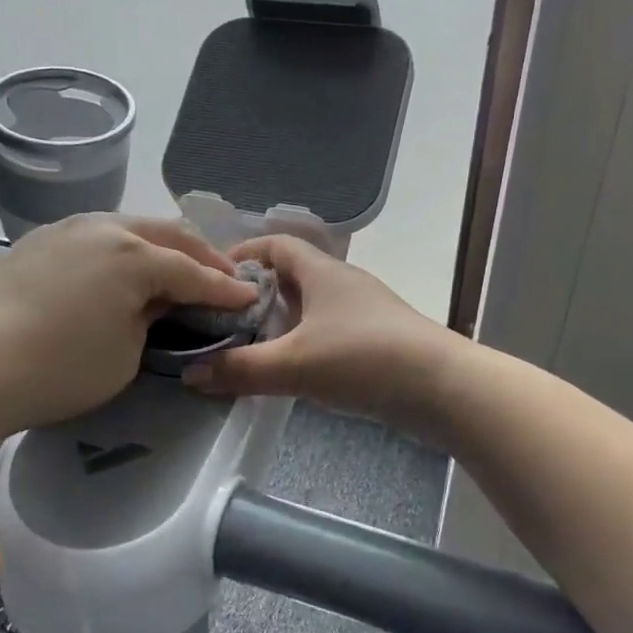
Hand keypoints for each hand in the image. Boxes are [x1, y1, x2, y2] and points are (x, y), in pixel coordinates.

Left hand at [0, 213, 256, 439]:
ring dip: (163, 246)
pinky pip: (100, 236)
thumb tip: (156, 302)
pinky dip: (126, 249)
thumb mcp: (125, 355)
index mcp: (134, 255)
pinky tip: (127, 267)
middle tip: (225, 276)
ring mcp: (68, 228)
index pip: (194, 273)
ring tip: (181, 268)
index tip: (252, 298)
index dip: (226, 289)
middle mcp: (105, 227)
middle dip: (201, 256)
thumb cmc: (56, 368)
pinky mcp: (41, 240)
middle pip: (168, 235)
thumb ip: (153, 321)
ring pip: (131, 228)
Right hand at [182, 235, 457, 430]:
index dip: (244, 253)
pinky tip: (290, 368)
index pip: (277, 244)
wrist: (443, 388)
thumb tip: (189, 374)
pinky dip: (303, 342)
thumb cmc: (363, 358)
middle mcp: (341, 283)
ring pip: (310, 306)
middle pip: (291, 275)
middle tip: (221, 318)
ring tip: (247, 345)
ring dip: (280, 320)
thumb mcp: (294, 364)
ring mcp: (362, 311)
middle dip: (256, 293)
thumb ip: (241, 369)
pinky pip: (327, 331)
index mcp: (321, 271)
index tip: (213, 275)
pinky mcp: (375, 340)